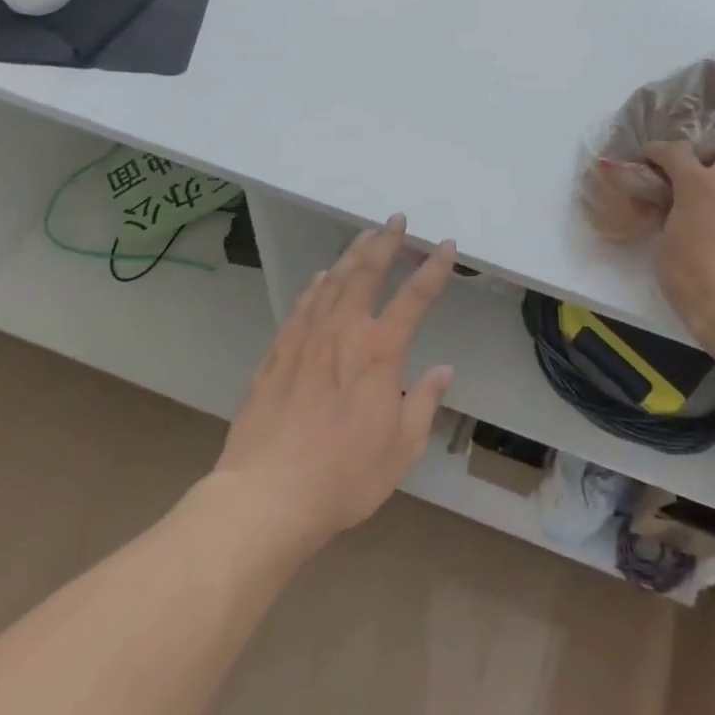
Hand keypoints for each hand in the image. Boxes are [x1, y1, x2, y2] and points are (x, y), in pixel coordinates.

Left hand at [216, 215, 455, 554]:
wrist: (268, 494)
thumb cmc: (344, 476)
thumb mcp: (402, 448)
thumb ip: (424, 402)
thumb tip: (443, 369)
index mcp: (380, 352)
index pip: (414, 298)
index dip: (434, 269)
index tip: (446, 245)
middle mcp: (344, 332)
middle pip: (366, 273)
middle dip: (385, 242)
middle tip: (396, 220)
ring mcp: (306, 338)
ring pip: (333, 281)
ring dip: (352, 254)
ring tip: (365, 236)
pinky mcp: (278, 352)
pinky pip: (302, 305)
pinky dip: (317, 284)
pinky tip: (323, 277)